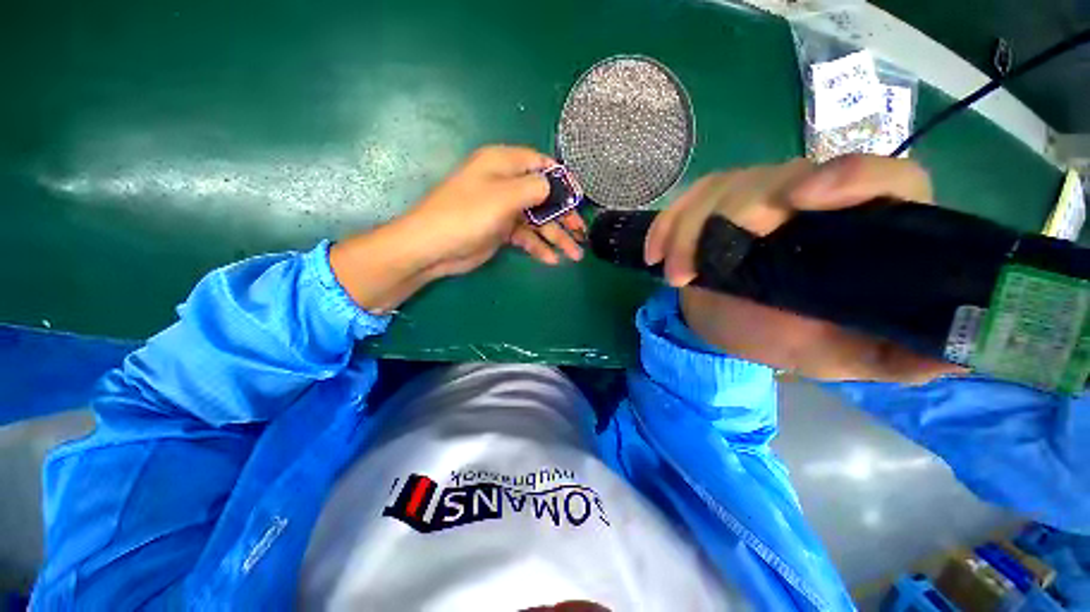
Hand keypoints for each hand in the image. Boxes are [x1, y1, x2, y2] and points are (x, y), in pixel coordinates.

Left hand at [330, 145, 582, 312]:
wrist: (433, 247)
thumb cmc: (466, 215)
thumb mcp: (503, 196)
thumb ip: (534, 187)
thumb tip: (554, 185)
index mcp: (503, 164)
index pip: (541, 164)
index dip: (562, 180)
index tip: (580, 197)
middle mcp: (505, 184)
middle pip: (543, 196)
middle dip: (564, 216)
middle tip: (581, 233)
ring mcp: (503, 209)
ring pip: (537, 220)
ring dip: (556, 236)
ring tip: (575, 254)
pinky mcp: (501, 230)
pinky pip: (526, 236)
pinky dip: (538, 247)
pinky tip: (551, 259)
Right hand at [646, 154, 964, 382]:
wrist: (731, 323)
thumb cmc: (788, 337)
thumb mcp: (847, 355)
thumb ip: (899, 356)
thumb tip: (962, 352)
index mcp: (860, 228)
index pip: (882, 177)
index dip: (849, 176)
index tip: (802, 201)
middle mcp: (811, 197)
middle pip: (778, 175)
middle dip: (733, 215)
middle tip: (701, 266)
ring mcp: (755, 196)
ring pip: (721, 186)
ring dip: (688, 231)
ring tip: (674, 275)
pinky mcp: (712, 205)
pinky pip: (684, 202)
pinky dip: (665, 226)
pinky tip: (653, 254)